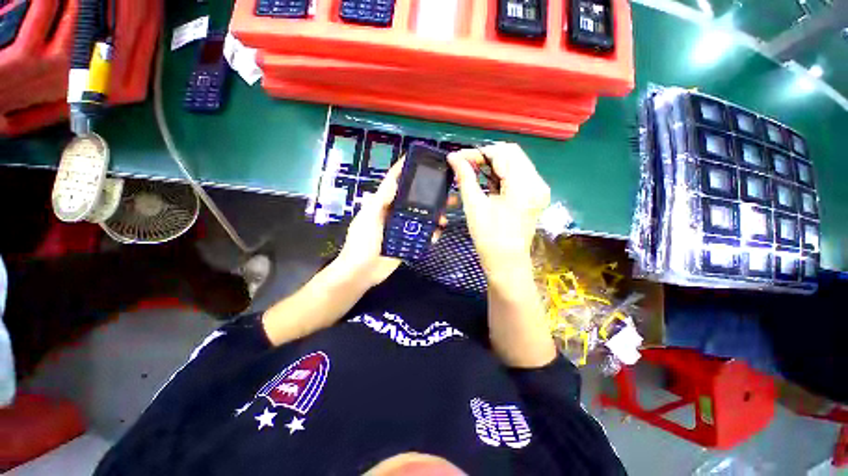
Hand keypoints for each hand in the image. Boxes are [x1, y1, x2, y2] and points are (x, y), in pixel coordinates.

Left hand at [333, 159, 448, 288]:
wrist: (361, 272)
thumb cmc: (361, 243)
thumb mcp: (368, 219)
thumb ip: (380, 201)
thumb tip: (394, 182)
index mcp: (383, 204)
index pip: (394, 182)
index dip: (404, 170)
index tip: (419, 160)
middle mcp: (394, 213)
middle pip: (414, 200)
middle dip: (430, 195)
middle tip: (447, 193)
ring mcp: (402, 228)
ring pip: (422, 217)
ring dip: (434, 216)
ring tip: (445, 219)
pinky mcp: (408, 242)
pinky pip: (422, 235)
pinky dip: (431, 233)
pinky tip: (437, 235)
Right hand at [447, 143, 549, 281]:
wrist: (506, 263)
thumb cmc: (489, 237)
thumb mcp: (474, 205)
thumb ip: (465, 177)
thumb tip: (453, 157)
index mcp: (524, 185)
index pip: (503, 153)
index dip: (479, 152)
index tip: (459, 159)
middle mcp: (537, 183)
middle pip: (511, 154)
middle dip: (486, 156)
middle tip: (465, 165)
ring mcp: (538, 189)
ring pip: (514, 163)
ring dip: (492, 165)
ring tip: (473, 173)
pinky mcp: (534, 195)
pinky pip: (517, 175)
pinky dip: (500, 175)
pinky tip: (486, 182)